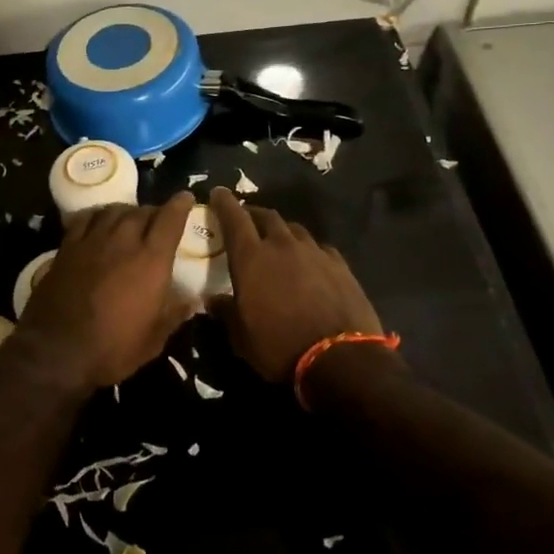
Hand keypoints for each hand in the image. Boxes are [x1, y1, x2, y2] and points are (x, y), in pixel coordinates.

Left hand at [15, 193, 194, 392]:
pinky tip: (98, 221)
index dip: (179, 206)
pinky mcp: (67, 247)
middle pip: (141, 212)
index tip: (185, 197)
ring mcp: (92, 241)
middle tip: (157, 220)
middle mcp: (123, 242)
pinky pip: (85, 219)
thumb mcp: (153, 340)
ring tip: (129, 218)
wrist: (57, 350)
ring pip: (113, 211)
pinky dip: (97, 215)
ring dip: (126, 211)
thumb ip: (174, 315)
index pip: (169, 220)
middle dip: (153, 212)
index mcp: (151, 261)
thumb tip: (193, 301)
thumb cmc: (112, 349)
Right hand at [207, 187, 384, 381]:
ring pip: (294, 229)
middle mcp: (282, 245)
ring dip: (282, 232)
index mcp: (251, 258)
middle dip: (253, 215)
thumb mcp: (241, 337)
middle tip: (247, 221)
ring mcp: (315, 252)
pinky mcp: (340, 265)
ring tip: (278, 242)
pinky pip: (319, 248)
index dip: (224, 203)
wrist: (341, 360)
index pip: (234, 218)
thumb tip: (213, 300)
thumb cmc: (279, 347)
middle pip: (267, 216)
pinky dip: (309, 251)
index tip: (218, 193)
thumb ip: (225, 312)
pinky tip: (310, 263)